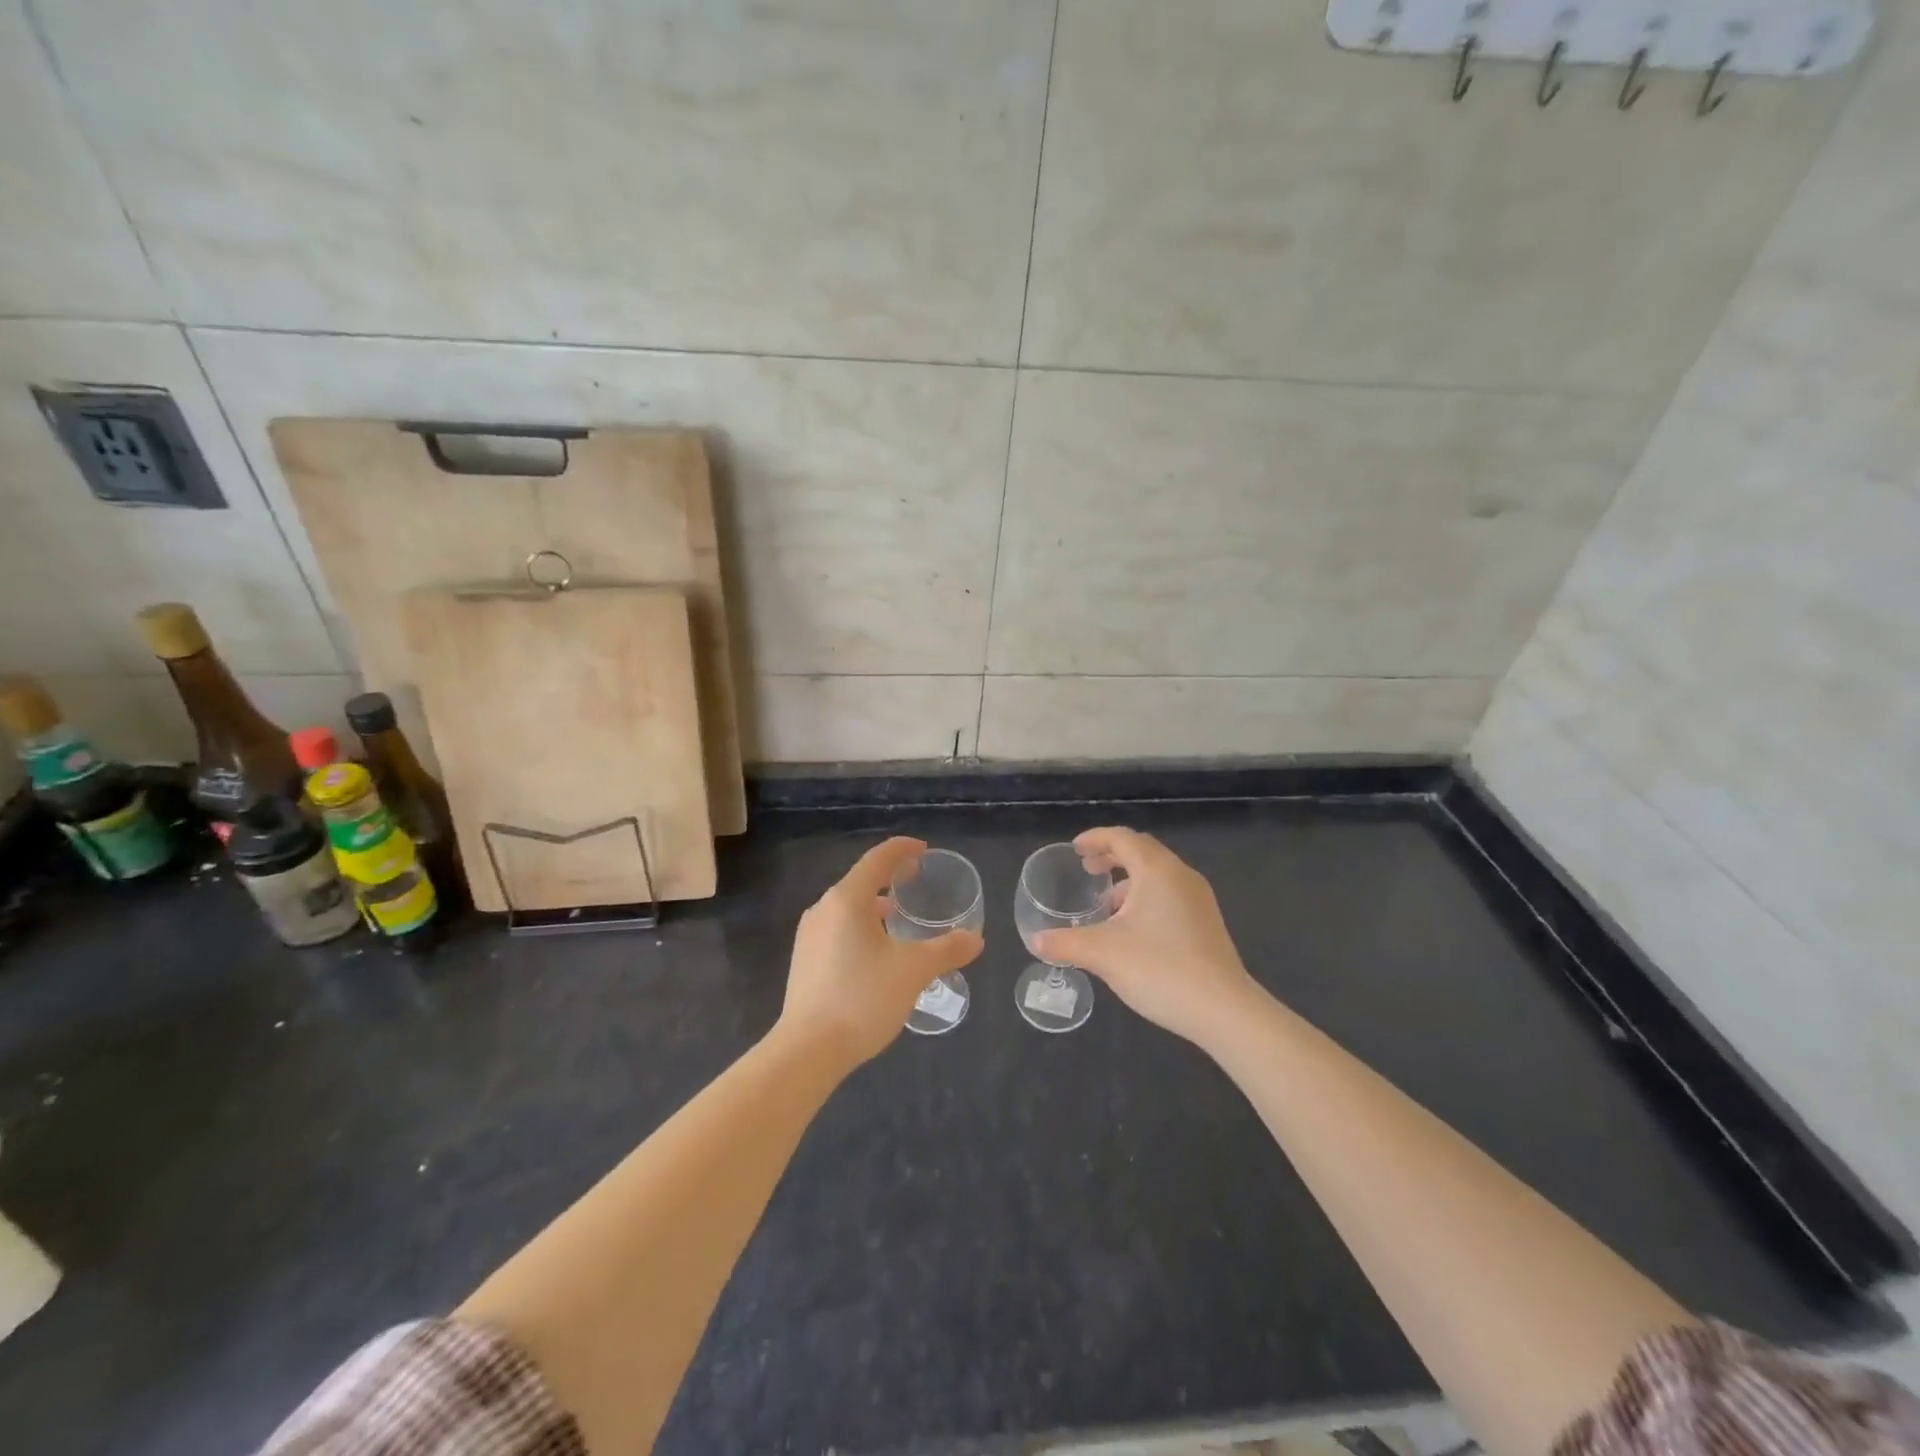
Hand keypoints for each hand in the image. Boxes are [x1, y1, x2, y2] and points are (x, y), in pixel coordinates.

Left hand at [778, 837, 982, 1068]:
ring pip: (847, 907)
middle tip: (916, 882)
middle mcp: (823, 909)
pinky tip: (875, 952)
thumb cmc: (862, 999)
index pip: (877, 859)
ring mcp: (809, 936)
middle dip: (889, 878)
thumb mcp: (913, 971)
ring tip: (898, 918)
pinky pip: (837, 928)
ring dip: (874, 905)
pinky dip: (860, 926)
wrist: (807, 1050)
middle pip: (860, 881)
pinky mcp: (804, 960)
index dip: (902, 850)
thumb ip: (946, 950)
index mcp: (847, 900)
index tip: (924, 850)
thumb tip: (976, 939)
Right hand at [1033, 827, 1260, 1048]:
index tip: (1075, 849)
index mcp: (1157, 870)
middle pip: (1142, 851)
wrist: (1223, 1010)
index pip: (1122, 838)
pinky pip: (1170, 895)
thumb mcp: (1103, 954)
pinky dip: (1146, 898)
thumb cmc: (1160, 969)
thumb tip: (1036, 941)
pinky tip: (1132, 930)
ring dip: (1129, 881)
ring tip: (1106, 904)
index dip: (1095, 838)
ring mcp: (1198, 899)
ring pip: (1158, 875)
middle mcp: (1181, 876)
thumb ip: (1065, 943)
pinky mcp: (1207, 923)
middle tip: (1087, 869)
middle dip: (1112, 856)